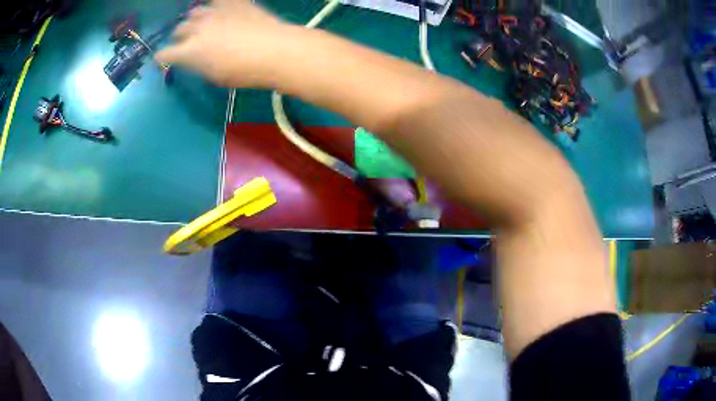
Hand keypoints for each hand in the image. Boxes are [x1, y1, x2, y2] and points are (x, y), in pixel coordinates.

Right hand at [156, 0, 291, 87]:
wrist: (274, 50)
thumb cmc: (244, 72)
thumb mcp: (215, 76)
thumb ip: (198, 64)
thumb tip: (193, 58)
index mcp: (189, 51)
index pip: (164, 53)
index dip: (162, 57)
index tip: (163, 59)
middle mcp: (196, 28)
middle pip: (179, 30)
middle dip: (180, 37)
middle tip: (187, 43)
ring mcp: (214, 12)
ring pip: (195, 12)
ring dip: (195, 20)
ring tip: (203, 24)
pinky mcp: (232, 2)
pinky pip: (216, 0)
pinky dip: (214, 5)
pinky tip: (219, 9)